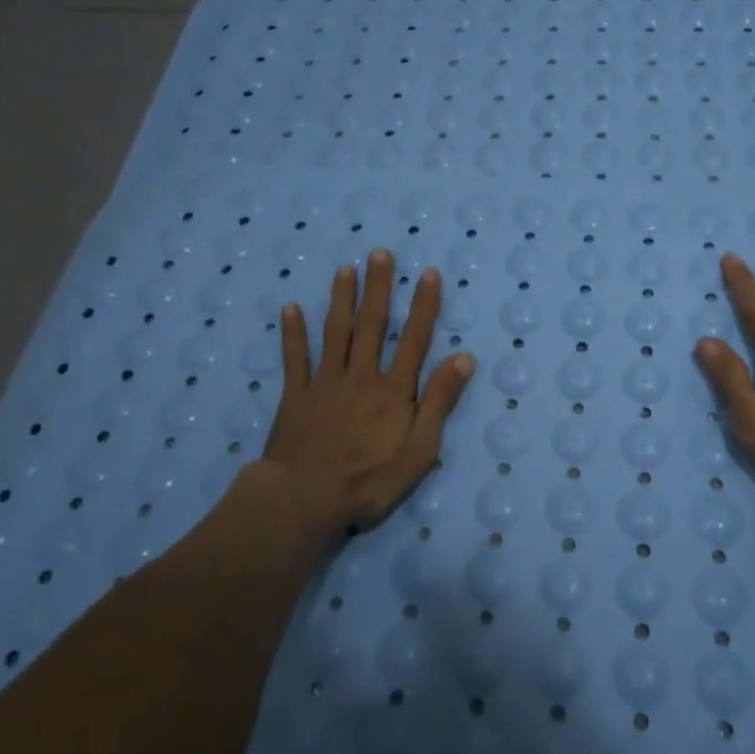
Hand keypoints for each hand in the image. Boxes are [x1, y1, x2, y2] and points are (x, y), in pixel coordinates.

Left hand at [255, 249, 474, 536]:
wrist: (304, 499)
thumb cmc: (369, 480)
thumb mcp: (419, 449)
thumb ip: (440, 402)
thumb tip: (464, 358)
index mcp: (394, 389)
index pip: (413, 338)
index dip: (423, 305)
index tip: (427, 273)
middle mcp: (361, 376)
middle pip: (372, 325)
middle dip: (378, 287)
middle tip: (379, 253)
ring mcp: (325, 383)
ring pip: (335, 333)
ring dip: (341, 299)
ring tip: (345, 269)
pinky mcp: (295, 396)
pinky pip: (294, 359)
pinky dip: (293, 333)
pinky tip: (290, 307)